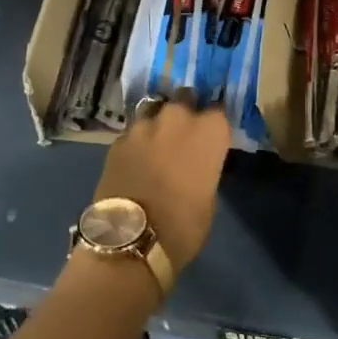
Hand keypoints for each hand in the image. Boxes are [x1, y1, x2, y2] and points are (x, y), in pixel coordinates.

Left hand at [93, 93, 229, 269]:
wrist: (131, 238)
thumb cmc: (183, 225)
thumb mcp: (208, 197)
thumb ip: (204, 167)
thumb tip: (195, 163)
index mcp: (208, 131)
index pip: (218, 112)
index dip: (213, 124)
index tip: (211, 135)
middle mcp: (178, 118)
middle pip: (185, 100)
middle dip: (186, 113)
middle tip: (183, 135)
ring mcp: (144, 125)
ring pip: (155, 111)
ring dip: (159, 123)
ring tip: (157, 143)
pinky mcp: (118, 139)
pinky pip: (133, 132)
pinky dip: (137, 142)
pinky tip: (135, 159)